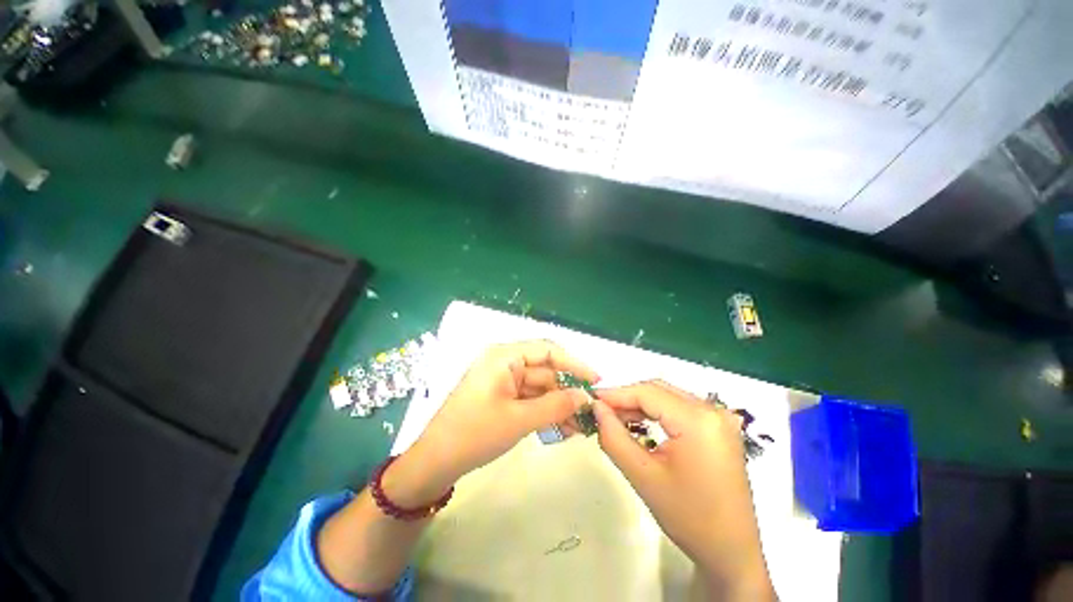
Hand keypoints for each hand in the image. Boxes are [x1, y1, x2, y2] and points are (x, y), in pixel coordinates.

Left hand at [408, 340, 598, 492]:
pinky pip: (529, 398)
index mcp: (503, 356)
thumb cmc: (474, 434)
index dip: (574, 363)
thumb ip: (556, 405)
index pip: (547, 349)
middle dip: (568, 390)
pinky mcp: (502, 396)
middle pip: (545, 370)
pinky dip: (545, 411)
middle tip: (591, 411)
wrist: (434, 463)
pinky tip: (562, 428)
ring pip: (539, 386)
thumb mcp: (519, 419)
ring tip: (580, 426)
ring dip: (559, 404)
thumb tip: (586, 397)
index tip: (596, 380)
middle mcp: (504, 362)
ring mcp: (502, 380)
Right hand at [593, 381, 774, 600]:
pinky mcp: (718, 427)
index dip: (615, 394)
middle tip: (600, 411)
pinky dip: (656, 412)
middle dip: (626, 398)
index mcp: (698, 420)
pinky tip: (640, 424)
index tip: (590, 400)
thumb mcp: (643, 476)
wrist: (732, 551)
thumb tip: (595, 408)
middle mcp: (712, 410)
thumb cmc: (689, 518)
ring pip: (667, 396)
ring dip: (639, 404)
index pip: (647, 392)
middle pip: (658, 390)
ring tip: (615, 418)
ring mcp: (719, 417)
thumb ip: (613, 437)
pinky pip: (679, 407)